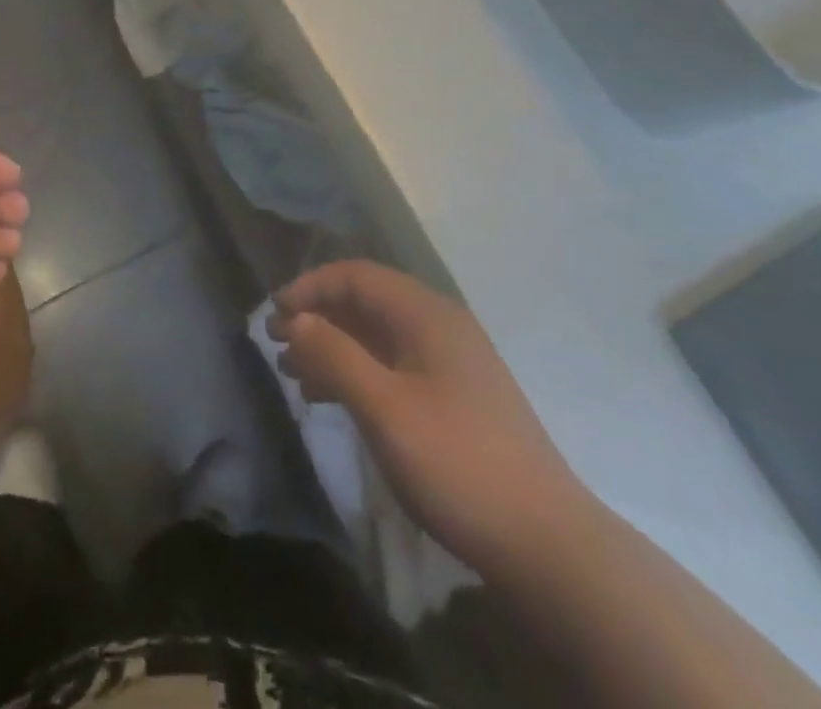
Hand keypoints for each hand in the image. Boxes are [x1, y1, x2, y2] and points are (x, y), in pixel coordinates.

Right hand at [270, 260, 588, 569]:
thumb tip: (296, 319)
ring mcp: (451, 361)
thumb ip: (335, 355)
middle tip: (276, 345)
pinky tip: (333, 398)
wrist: (547, 545)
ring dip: (333, 346)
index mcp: (426, 314)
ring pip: (377, 335)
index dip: (309, 287)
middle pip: (365, 301)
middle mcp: (439, 324)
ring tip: (295, 374)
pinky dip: (358, 371)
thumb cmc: (457, 463)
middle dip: (317, 317)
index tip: (273, 315)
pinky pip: (393, 364)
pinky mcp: (455, 395)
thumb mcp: (384, 408)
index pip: (355, 275)